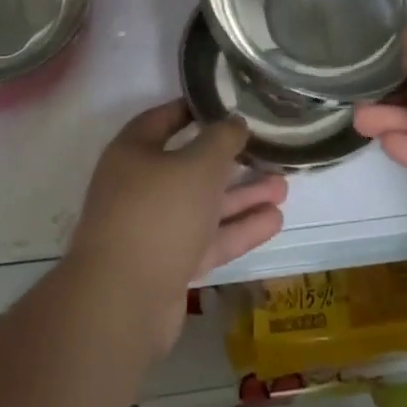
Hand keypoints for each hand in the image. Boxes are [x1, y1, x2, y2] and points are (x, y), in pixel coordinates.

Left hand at [66, 101, 286, 352]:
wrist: (123, 302)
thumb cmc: (159, 213)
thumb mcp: (198, 164)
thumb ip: (222, 139)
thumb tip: (234, 122)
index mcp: (133, 153)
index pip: (162, 120)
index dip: (193, 109)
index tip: (225, 104)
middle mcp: (139, 187)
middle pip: (189, 166)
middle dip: (230, 161)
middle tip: (266, 150)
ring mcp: (152, 229)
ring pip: (203, 205)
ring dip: (241, 196)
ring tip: (283, 187)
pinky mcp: (167, 265)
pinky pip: (207, 239)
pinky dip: (237, 229)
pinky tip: (274, 221)